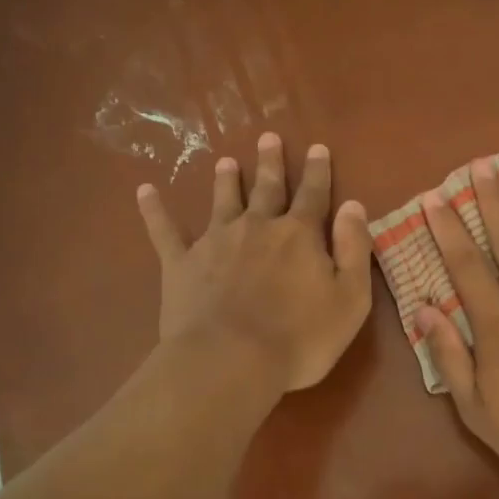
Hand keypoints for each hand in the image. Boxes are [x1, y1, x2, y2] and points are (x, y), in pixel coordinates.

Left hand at [137, 133, 372, 393]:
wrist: (231, 361)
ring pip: (222, 201)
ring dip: (226, 180)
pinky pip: (165, 231)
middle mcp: (257, 227)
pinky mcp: (181, 264)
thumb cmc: (300, 337)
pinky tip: (144, 191)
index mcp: (299, 235)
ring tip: (225, 161)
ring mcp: (215, 242)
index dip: (318, 171)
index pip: (314, 194)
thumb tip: (354, 206)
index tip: (318, 148)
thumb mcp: (350, 298)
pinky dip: (154, 211)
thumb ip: (354, 249)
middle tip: (268, 137)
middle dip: (271, 163)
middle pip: (267, 188)